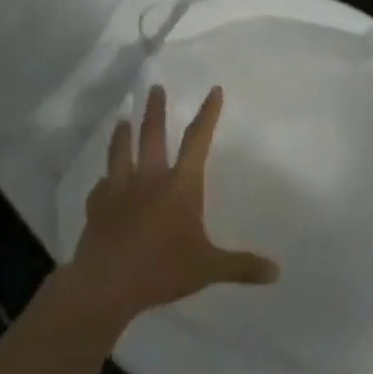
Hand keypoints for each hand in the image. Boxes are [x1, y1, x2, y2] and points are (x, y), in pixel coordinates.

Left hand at [70, 85, 278, 324]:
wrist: (105, 285)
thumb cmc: (161, 269)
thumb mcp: (208, 268)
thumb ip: (241, 267)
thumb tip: (276, 272)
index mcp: (180, 186)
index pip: (198, 142)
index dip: (207, 115)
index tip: (213, 90)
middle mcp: (149, 180)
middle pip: (152, 136)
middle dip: (155, 111)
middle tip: (155, 88)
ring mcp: (119, 192)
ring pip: (120, 153)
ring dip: (122, 135)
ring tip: (122, 119)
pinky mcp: (96, 208)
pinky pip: (100, 188)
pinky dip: (104, 181)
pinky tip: (103, 181)